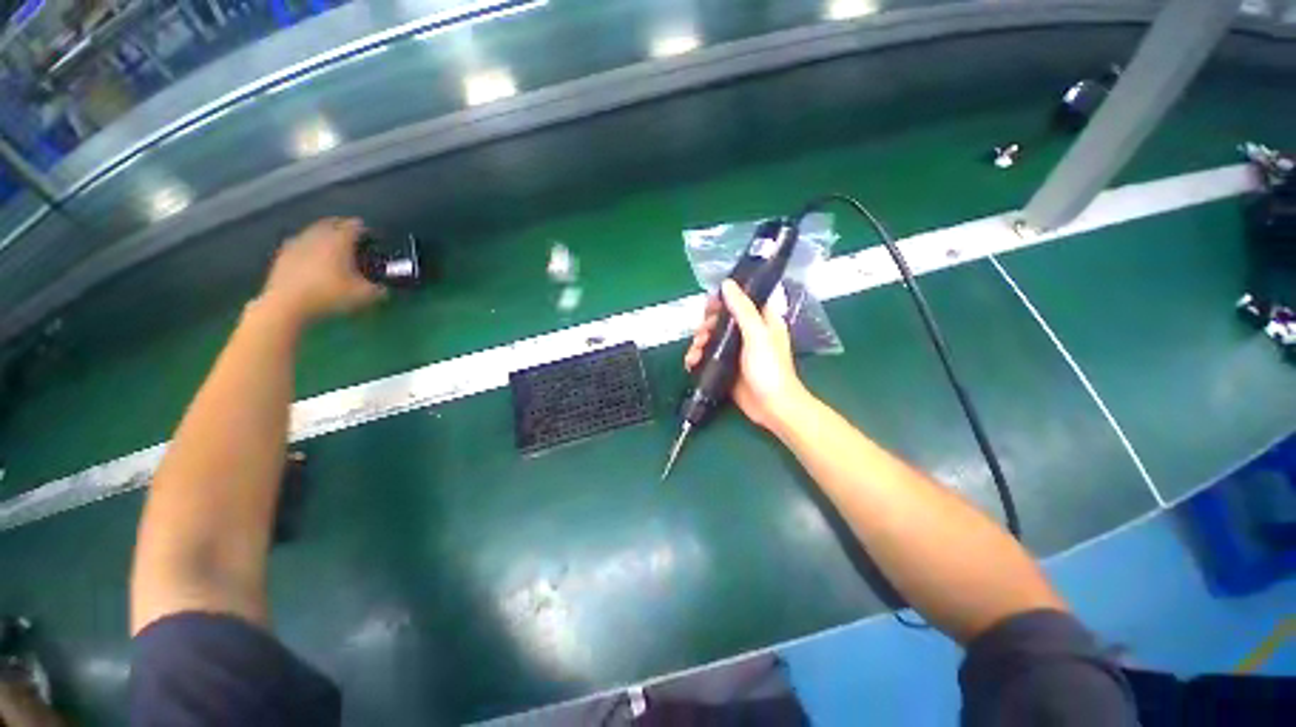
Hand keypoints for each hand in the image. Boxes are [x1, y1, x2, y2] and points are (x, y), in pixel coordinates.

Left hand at [258, 218, 385, 323]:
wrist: (287, 304)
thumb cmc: (330, 295)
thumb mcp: (364, 296)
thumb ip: (377, 290)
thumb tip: (384, 289)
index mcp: (339, 241)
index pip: (354, 227)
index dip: (363, 228)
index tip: (369, 233)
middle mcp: (318, 236)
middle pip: (330, 223)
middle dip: (340, 226)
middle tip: (349, 233)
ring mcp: (297, 244)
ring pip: (313, 232)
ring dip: (322, 234)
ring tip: (330, 243)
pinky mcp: (282, 255)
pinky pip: (298, 244)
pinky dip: (307, 246)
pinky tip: (310, 256)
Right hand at [685, 280, 810, 432]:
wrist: (772, 407)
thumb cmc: (769, 369)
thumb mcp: (757, 335)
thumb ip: (742, 309)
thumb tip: (727, 284)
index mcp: (761, 321)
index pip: (740, 301)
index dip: (723, 301)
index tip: (709, 307)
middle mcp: (748, 333)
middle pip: (721, 320)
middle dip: (706, 325)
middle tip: (701, 335)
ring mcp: (736, 351)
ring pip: (712, 338)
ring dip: (699, 342)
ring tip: (695, 353)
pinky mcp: (726, 367)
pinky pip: (708, 356)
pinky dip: (698, 357)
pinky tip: (691, 363)